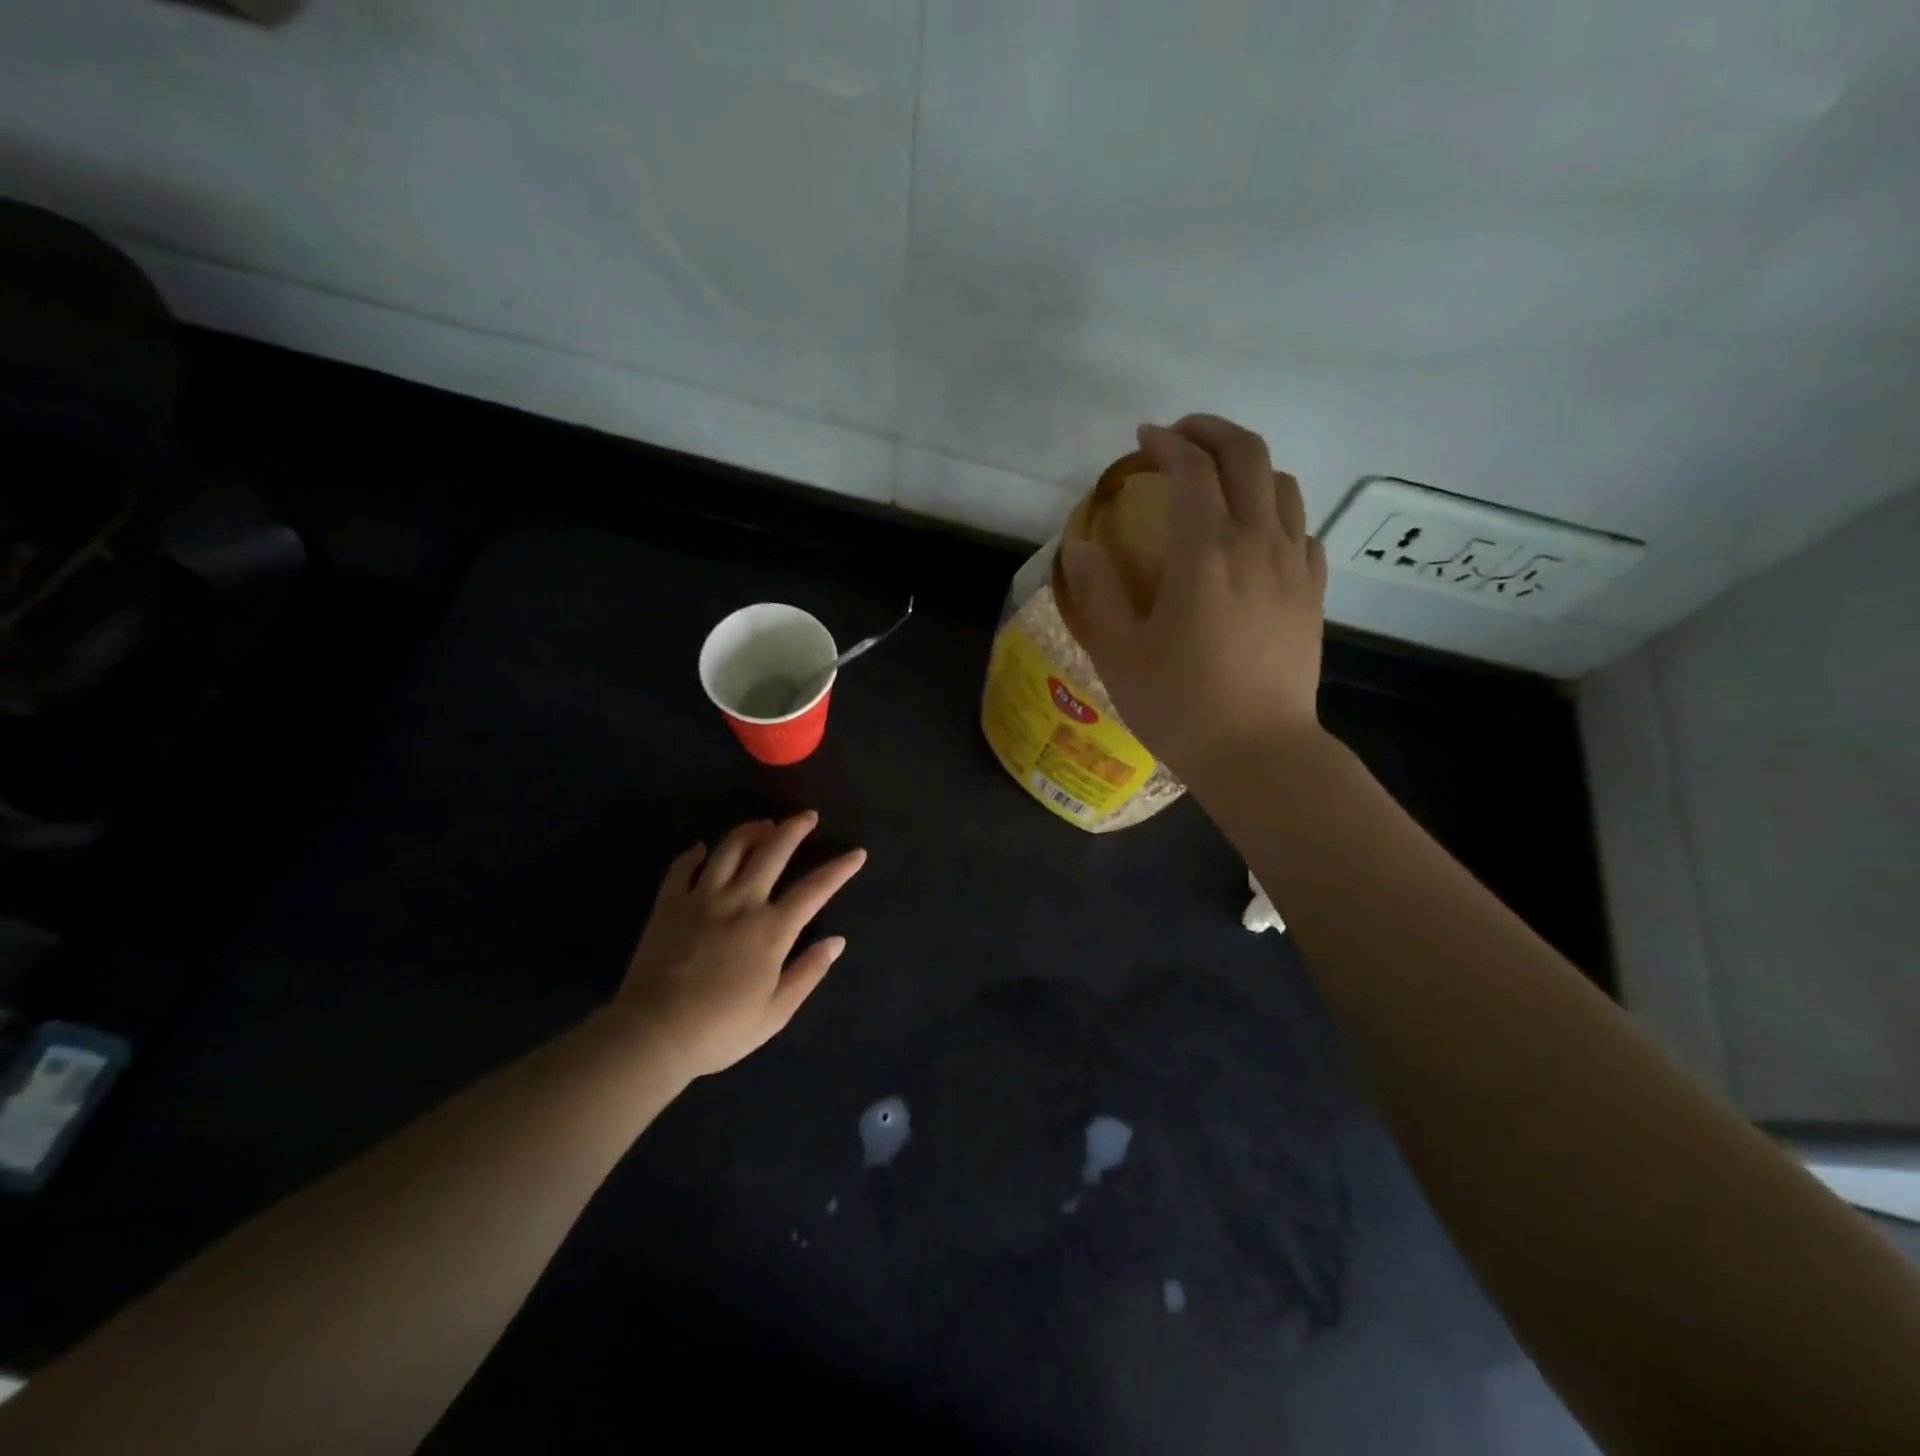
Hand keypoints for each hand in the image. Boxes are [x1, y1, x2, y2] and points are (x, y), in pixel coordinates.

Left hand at [612, 812, 865, 1078]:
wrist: (653, 1034)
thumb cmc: (721, 1029)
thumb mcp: (776, 1012)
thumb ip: (808, 972)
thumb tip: (836, 942)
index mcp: (772, 929)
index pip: (815, 889)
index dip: (840, 869)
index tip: (856, 853)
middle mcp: (741, 902)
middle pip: (772, 852)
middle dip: (794, 829)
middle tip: (807, 816)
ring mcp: (702, 899)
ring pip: (730, 849)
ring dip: (750, 831)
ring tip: (763, 824)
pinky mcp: (670, 904)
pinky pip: (683, 868)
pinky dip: (695, 854)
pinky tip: (702, 850)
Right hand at [1059, 414, 1327, 783]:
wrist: (1258, 754)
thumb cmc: (1180, 706)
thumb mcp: (1118, 653)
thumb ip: (1096, 592)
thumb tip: (1082, 546)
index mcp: (1205, 552)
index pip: (1192, 469)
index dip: (1165, 443)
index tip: (1142, 439)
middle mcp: (1256, 544)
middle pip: (1248, 456)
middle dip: (1212, 432)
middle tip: (1179, 437)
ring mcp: (1293, 567)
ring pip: (1284, 485)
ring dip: (1248, 465)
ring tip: (1217, 479)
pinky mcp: (1312, 593)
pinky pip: (1302, 529)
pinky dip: (1276, 510)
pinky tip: (1256, 533)